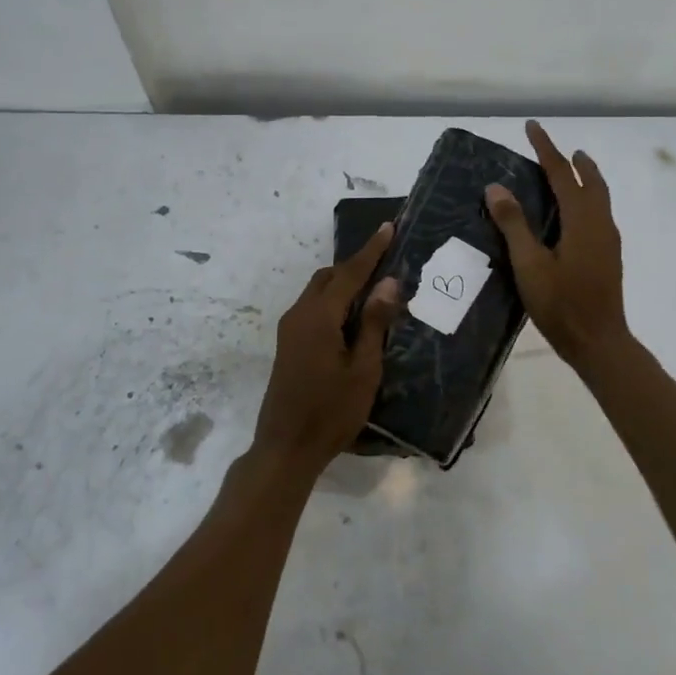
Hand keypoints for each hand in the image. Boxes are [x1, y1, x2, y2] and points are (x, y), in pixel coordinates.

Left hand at [254, 222, 401, 477]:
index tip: (389, 227)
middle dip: (357, 265)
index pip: (350, 272)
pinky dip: (333, 300)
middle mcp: (299, 314)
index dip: (372, 250)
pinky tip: (353, 316)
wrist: (285, 447)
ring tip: (375, 288)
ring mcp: (289, 329)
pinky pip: (313, 308)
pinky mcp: (288, 344)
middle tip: (387, 261)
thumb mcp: (363, 369)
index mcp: (318, 316)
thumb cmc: (331, 412)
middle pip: (329, 277)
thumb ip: (374, 323)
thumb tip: (388, 282)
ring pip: (319, 291)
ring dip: (344, 283)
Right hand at [486, 120, 629, 367]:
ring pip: (599, 197)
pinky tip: (574, 212)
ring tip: (571, 168)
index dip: (546, 149)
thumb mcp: (530, 264)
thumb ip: (514, 224)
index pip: (562, 174)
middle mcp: (600, 223)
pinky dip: (587, 198)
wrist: (599, 342)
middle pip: (590, 181)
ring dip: (585, 178)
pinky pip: (599, 212)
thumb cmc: (561, 304)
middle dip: (572, 161)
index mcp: (582, 220)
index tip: (532, 127)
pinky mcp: (608, 255)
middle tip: (556, 148)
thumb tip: (496, 187)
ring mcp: (608, 240)